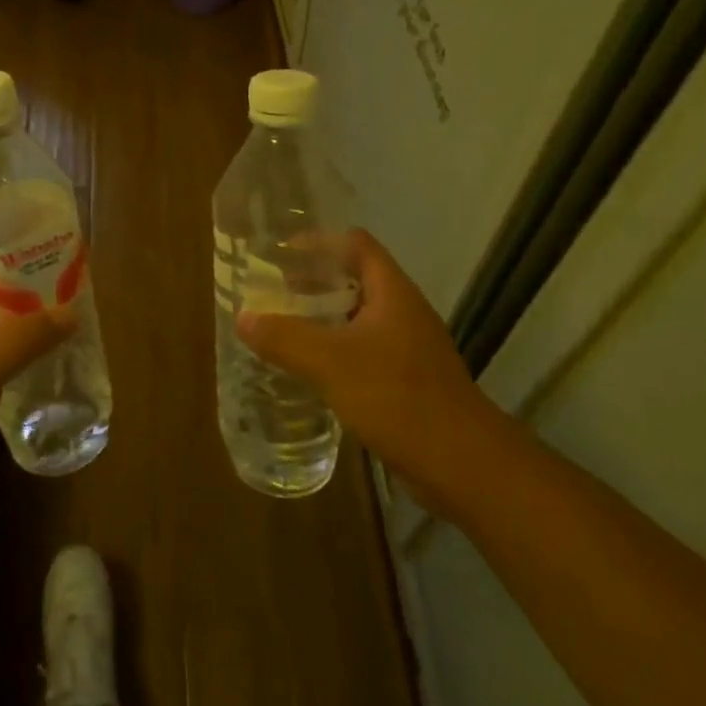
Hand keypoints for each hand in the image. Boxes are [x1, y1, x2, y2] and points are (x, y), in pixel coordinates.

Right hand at [236, 229, 502, 511]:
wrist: (463, 464)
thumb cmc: (398, 397)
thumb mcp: (331, 362)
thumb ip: (285, 337)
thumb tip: (243, 317)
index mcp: (392, 293)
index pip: (357, 244)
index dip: (320, 241)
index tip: (281, 252)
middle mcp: (403, 312)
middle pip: (356, 277)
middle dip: (315, 278)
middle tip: (274, 288)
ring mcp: (409, 348)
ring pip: (359, 316)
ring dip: (324, 315)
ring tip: (284, 324)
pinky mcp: (407, 381)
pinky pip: (364, 350)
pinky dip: (335, 349)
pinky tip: (311, 368)